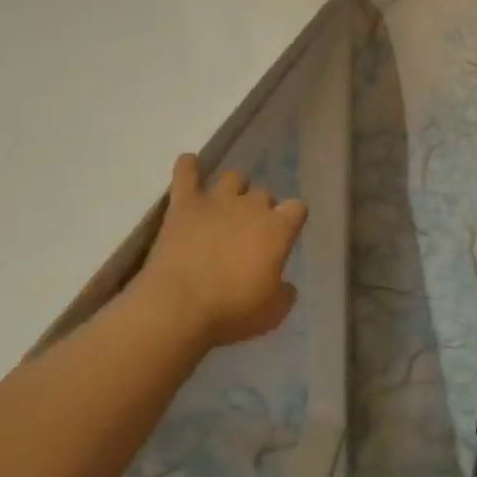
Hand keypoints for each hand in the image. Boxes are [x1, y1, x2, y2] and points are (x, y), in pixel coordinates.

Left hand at [138, 154, 307, 349]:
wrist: (179, 306)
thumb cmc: (232, 311)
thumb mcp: (273, 312)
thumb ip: (284, 292)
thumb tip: (286, 284)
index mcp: (278, 229)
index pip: (297, 207)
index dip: (293, 218)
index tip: (286, 232)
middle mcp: (251, 206)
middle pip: (264, 194)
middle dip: (261, 208)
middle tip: (250, 231)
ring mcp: (216, 201)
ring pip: (233, 177)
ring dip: (234, 188)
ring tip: (226, 204)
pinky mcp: (184, 204)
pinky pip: (185, 173)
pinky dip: (188, 166)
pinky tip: (189, 164)